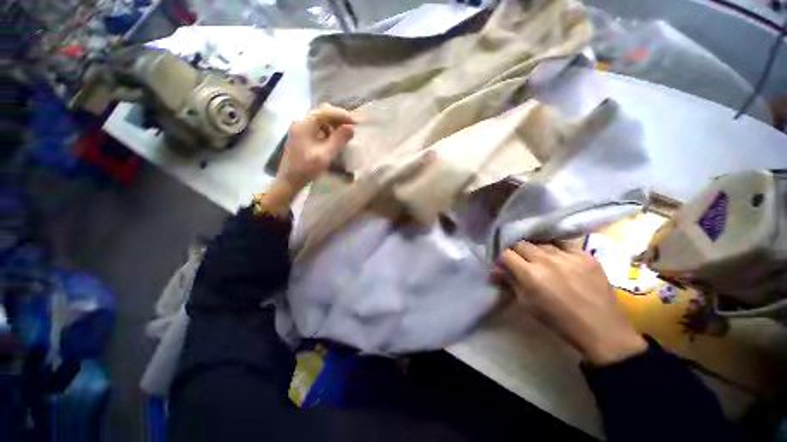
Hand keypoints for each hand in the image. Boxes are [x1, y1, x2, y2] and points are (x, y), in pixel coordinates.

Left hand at [260, 104, 356, 214]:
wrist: (290, 180)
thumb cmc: (307, 167)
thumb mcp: (325, 154)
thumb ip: (339, 140)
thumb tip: (351, 127)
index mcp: (305, 124)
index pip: (327, 111)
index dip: (343, 115)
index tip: (357, 122)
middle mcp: (302, 122)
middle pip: (323, 113)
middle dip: (339, 119)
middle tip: (351, 128)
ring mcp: (301, 129)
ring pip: (321, 121)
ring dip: (334, 125)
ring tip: (344, 135)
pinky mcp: (302, 137)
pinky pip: (318, 128)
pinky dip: (328, 131)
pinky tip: (334, 141)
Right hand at [499, 241, 646, 365]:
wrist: (601, 328)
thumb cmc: (558, 319)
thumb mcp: (528, 304)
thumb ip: (510, 282)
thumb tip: (494, 271)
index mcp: (531, 275)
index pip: (506, 253)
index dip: (502, 257)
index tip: (504, 263)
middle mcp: (547, 260)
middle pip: (521, 243)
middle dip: (516, 250)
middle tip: (520, 260)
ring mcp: (568, 256)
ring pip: (541, 242)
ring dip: (535, 249)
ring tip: (539, 258)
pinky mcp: (585, 255)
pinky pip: (563, 243)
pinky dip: (555, 248)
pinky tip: (557, 256)